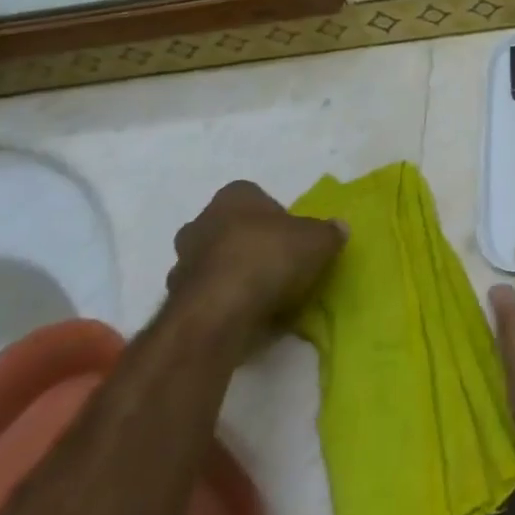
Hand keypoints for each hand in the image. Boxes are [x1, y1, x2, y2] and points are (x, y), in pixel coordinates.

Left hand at [167, 181, 344, 346]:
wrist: (218, 314)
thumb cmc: (269, 258)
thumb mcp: (318, 240)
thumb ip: (329, 232)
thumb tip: (339, 229)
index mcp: (233, 196)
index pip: (256, 198)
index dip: (277, 218)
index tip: (292, 239)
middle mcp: (201, 222)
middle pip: (231, 230)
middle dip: (250, 245)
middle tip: (277, 266)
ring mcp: (182, 264)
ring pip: (215, 264)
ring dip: (233, 277)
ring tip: (263, 298)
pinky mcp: (175, 303)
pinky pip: (207, 297)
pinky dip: (222, 305)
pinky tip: (245, 318)